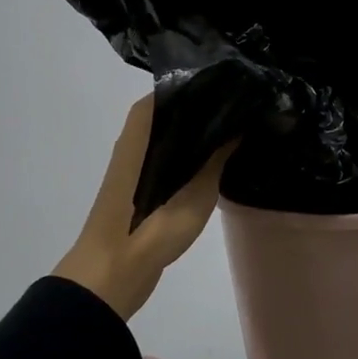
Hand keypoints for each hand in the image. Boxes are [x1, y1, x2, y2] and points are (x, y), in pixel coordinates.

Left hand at [54, 96, 233, 319]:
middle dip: (205, 108)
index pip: (172, 91)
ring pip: (170, 136)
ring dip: (198, 133)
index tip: (235, 84)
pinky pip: (168, 158)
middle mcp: (134, 140)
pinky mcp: (139, 187)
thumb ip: (217, 155)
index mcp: (142, 131)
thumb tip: (240, 123)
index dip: (202, 85)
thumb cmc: (150, 227)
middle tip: (245, 107)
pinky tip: (216, 161)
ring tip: (238, 129)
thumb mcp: (196, 190)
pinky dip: (190, 154)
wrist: (112, 274)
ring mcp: (135, 165)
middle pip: (172, 112)